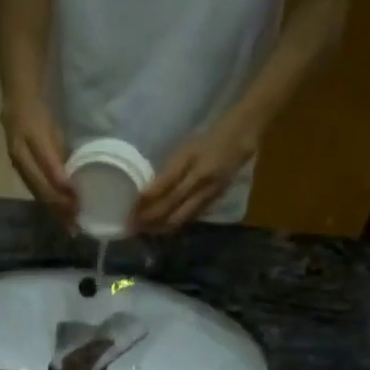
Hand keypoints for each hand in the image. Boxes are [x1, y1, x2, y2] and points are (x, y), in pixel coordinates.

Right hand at [3, 97, 76, 222]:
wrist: (17, 98)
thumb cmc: (42, 109)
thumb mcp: (55, 126)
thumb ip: (61, 151)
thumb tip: (73, 176)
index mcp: (32, 136)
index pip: (48, 166)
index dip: (62, 184)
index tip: (77, 199)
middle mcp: (20, 152)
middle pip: (39, 185)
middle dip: (58, 204)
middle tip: (75, 220)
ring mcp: (16, 161)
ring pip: (35, 190)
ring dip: (52, 207)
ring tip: (67, 222)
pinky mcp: (17, 167)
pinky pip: (32, 187)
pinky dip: (45, 200)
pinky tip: (56, 210)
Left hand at [132, 126, 255, 233]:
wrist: (239, 140)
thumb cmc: (206, 140)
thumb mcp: (184, 148)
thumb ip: (168, 170)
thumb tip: (146, 192)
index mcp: (190, 161)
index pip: (164, 185)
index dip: (146, 200)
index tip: (130, 209)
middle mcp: (199, 180)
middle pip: (171, 205)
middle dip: (150, 218)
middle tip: (132, 225)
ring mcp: (208, 193)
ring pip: (180, 216)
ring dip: (160, 226)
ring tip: (144, 230)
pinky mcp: (213, 201)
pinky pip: (190, 217)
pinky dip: (174, 224)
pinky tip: (162, 228)